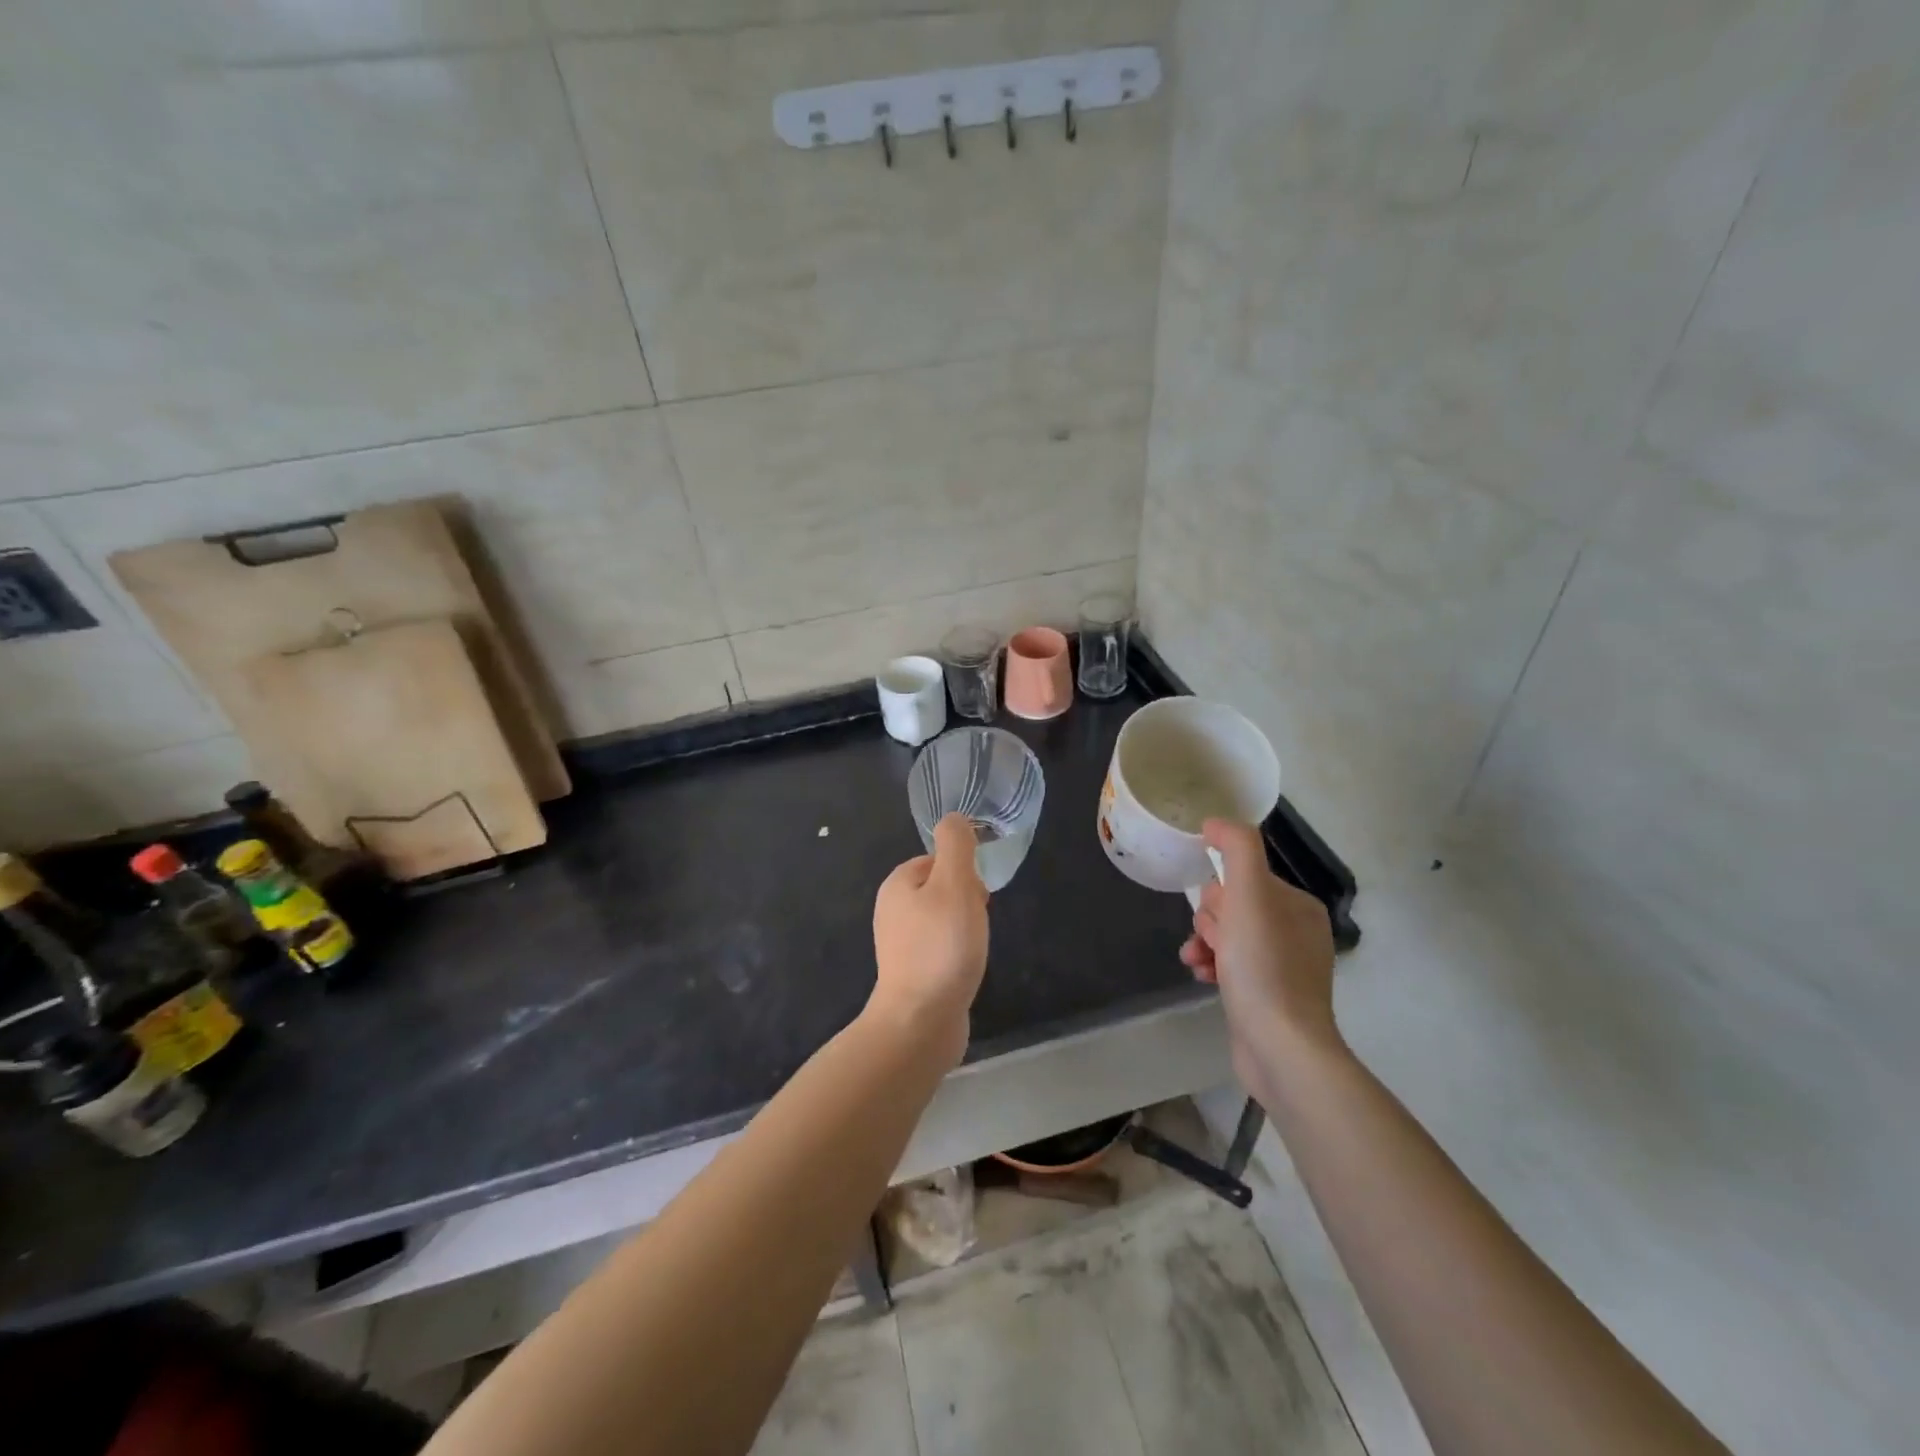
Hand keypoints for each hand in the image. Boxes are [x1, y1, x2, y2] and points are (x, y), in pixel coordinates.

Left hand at [869, 813, 989, 1061]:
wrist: (920, 1023)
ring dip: (965, 929)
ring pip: (944, 920)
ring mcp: (900, 944)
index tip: (977, 897)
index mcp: (897, 884)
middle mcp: (893, 910)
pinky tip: (965, 968)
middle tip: (976, 924)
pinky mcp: (911, 973)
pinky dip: (957, 953)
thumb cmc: (941, 948)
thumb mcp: (954, 886)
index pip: (938, 860)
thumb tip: (954, 818)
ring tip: (973, 949)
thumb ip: (956, 847)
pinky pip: (941, 948)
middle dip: (967, 902)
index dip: (964, 873)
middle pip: (942, 889)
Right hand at [1180, 819, 1341, 1087]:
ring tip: (1198, 961)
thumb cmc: (1264, 967)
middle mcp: (1295, 932)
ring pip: (1226, 935)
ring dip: (1204, 943)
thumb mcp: (1250, 895)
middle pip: (1231, 906)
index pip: (1243, 878)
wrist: (1281, 1048)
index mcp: (1298, 906)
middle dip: (1210, 921)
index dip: (1219, 894)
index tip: (1217, 916)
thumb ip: (1236, 849)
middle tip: (1214, 942)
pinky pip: (1229, 964)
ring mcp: (1282, 966)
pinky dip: (1211, 965)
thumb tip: (1214, 823)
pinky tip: (1201, 977)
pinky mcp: (1267, 996)